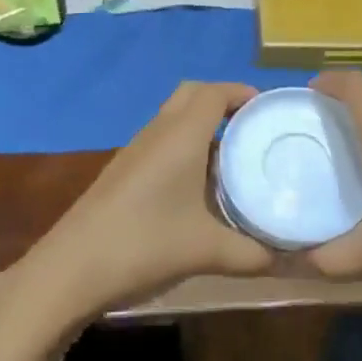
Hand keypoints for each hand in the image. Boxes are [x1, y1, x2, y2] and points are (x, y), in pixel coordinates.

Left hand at [10, 82, 276, 323]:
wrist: (71, 269)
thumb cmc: (144, 245)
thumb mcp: (207, 252)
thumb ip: (253, 254)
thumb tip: (290, 259)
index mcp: (181, 135)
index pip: (214, 92)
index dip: (242, 92)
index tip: (267, 109)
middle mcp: (158, 132)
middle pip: (192, 94)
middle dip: (222, 101)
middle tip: (250, 128)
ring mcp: (136, 150)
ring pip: (174, 118)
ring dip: (202, 126)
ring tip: (232, 158)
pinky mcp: (122, 170)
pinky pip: (161, 141)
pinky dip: (184, 146)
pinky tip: (197, 187)